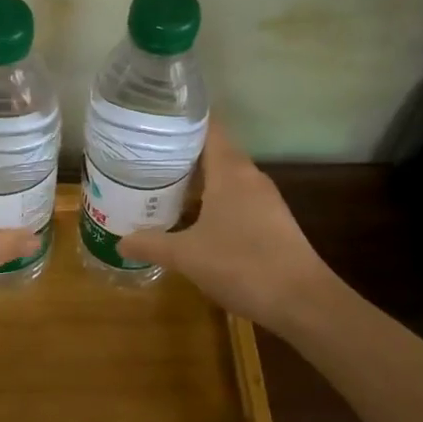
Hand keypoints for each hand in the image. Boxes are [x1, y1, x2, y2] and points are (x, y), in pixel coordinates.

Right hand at [118, 121, 335, 330]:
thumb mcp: (187, 255)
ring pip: (226, 177)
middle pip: (214, 151)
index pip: (208, 127)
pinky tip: (193, 218)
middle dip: (182, 153)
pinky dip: (213, 200)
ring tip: (162, 184)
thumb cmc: (242, 265)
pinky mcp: (272, 221)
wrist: (303, 301)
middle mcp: (250, 177)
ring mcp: (265, 200)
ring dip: (198, 180)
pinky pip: (237, 198)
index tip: (153, 121)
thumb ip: (152, 244)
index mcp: (230, 171)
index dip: (182, 120)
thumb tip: (120, 241)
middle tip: (145, 157)